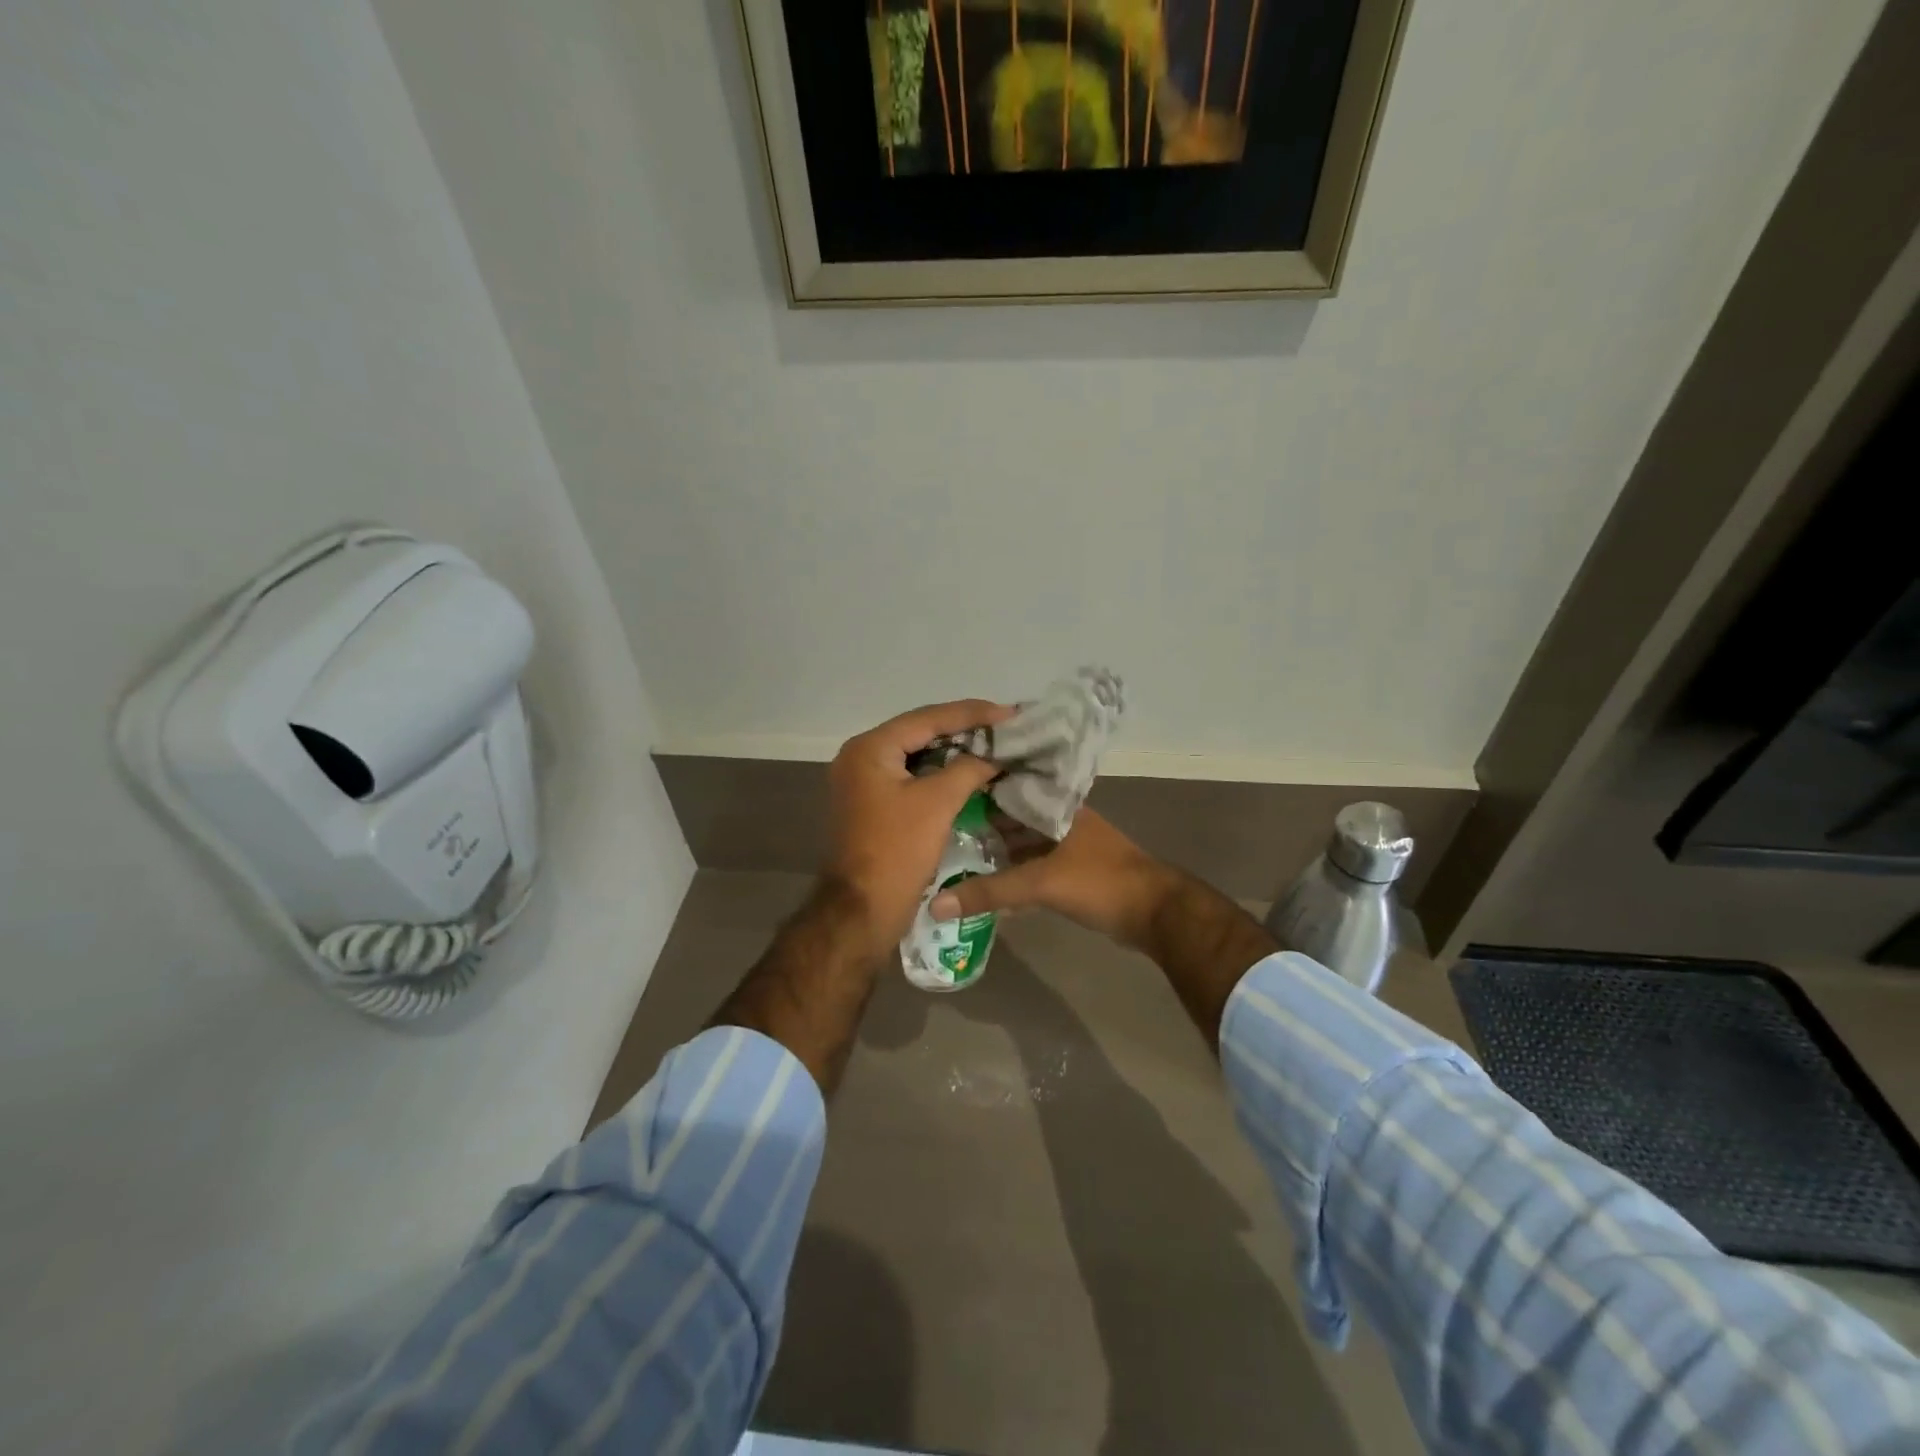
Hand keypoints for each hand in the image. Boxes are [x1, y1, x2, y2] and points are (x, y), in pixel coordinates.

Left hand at [825, 699, 1011, 961]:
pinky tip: (969, 773)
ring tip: (993, 745)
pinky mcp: (872, 804)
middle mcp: (860, 757)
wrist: (862, 911)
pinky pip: (910, 778)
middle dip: (963, 730)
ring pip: (916, 756)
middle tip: (1005, 727)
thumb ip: (969, 768)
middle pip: (919, 733)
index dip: (971, 714)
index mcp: (869, 748)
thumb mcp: (938, 803)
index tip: (1009, 712)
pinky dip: (939, 774)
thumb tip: (994, 755)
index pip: (927, 718)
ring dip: (953, 752)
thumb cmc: (898, 851)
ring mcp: (863, 782)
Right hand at [930, 806, 1180, 952]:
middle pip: (1010, 816)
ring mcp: (1067, 844)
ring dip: (994, 850)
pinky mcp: (1071, 870)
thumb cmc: (1099, 881)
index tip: (938, 792)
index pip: (1006, 785)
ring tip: (953, 855)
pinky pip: (1031, 865)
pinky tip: (985, 883)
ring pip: (1021, 842)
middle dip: (978, 823)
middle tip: (936, 829)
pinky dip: (1011, 872)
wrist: (1155, 913)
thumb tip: (936, 905)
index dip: (974, 788)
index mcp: (1054, 804)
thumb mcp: (1040, 883)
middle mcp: (1059, 817)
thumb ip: (989, 892)